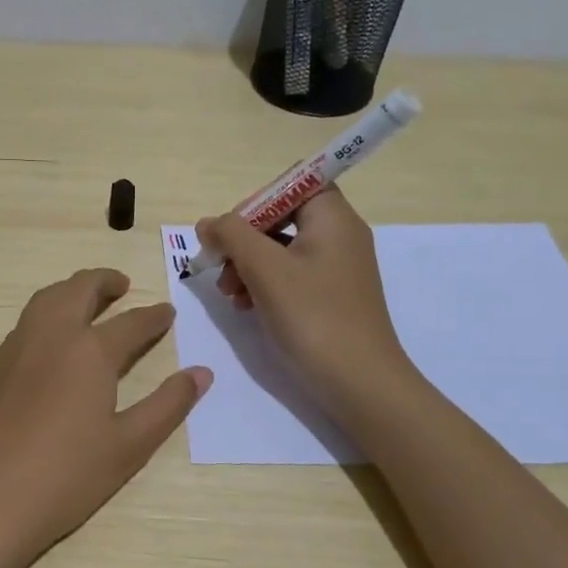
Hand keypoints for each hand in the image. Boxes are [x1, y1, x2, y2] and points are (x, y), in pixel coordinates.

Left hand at [0, 268, 210, 567]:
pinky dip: (47, 311)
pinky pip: (25, 322)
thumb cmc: (64, 477)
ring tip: (87, 301)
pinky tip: (52, 339)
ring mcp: (16, 348)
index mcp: (90, 351)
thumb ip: (167, 405)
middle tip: (123, 285)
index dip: (153, 317)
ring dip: (71, 290)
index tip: (167, 311)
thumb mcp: (128, 446)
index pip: (131, 323)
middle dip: (104, 282)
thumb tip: (202, 373)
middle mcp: (51, 336)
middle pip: (79, 290)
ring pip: (46, 299)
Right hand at [197, 189, 415, 418]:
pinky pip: (291, 274)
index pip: (293, 183)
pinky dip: (264, 284)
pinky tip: (246, 307)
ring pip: (281, 248)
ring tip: (229, 293)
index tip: (232, 230)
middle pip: (282, 216)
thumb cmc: (313, 316)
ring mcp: (337, 267)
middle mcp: (339, 235)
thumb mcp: (265, 269)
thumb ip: (231, 235)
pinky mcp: (331, 295)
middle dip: (244, 238)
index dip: (257, 200)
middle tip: (220, 266)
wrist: (360, 383)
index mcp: (332, 217)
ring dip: (248, 264)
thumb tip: (208, 223)